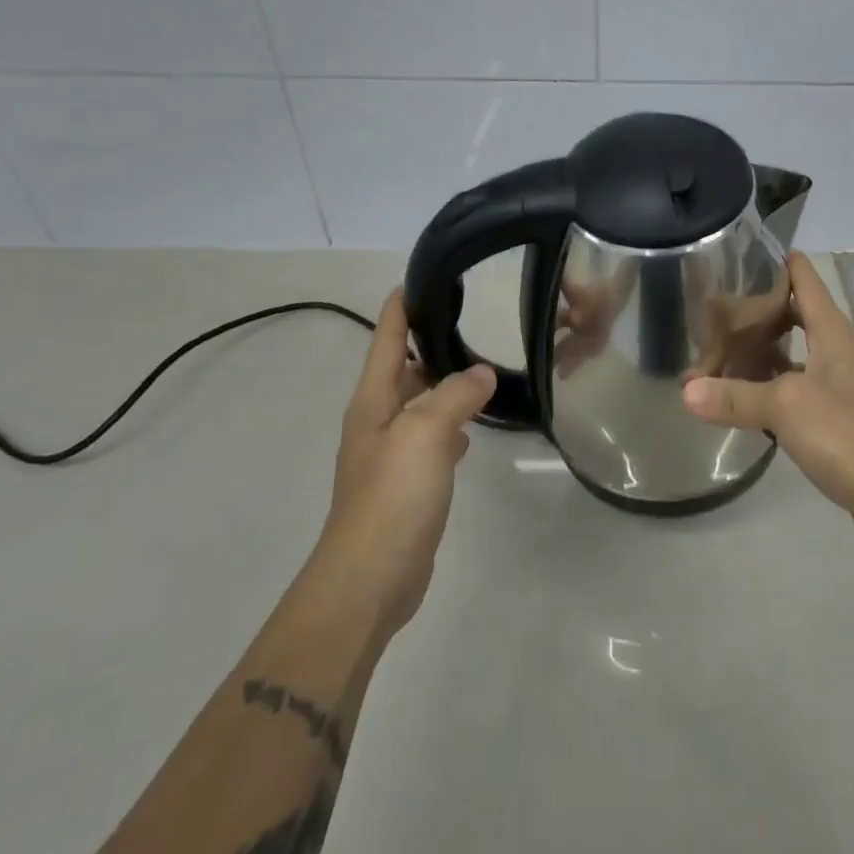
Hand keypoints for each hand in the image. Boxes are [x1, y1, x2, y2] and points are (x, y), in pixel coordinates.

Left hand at [316, 290, 495, 638]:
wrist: (370, 578)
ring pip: (423, 402)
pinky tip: (475, 424)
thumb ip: (456, 394)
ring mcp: (394, 453)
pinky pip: (435, 437)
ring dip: (446, 383)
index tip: (424, 275)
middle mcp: (380, 419)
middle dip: (430, 340)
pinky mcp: (411, 482)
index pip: (387, 337)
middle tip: (472, 316)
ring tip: (484, 362)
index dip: (402, 305)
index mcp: (374, 399)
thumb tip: (482, 372)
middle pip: (404, 367)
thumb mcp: (426, 432)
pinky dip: (453, 423)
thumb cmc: (392, 496)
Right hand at [681, 255, 853, 550]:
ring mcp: (841, 387)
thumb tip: (686, 391)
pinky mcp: (838, 420)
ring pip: (794, 356)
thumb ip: (736, 396)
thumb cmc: (849, 434)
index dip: (781, 262)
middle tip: (717, 310)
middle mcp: (838, 352)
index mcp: (833, 333)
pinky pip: (796, 391)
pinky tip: (743, 399)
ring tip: (720, 352)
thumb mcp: (787, 407)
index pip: (806, 281)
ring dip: (762, 354)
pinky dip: (769, 389)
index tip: (747, 251)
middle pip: (796, 317)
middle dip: (759, 312)